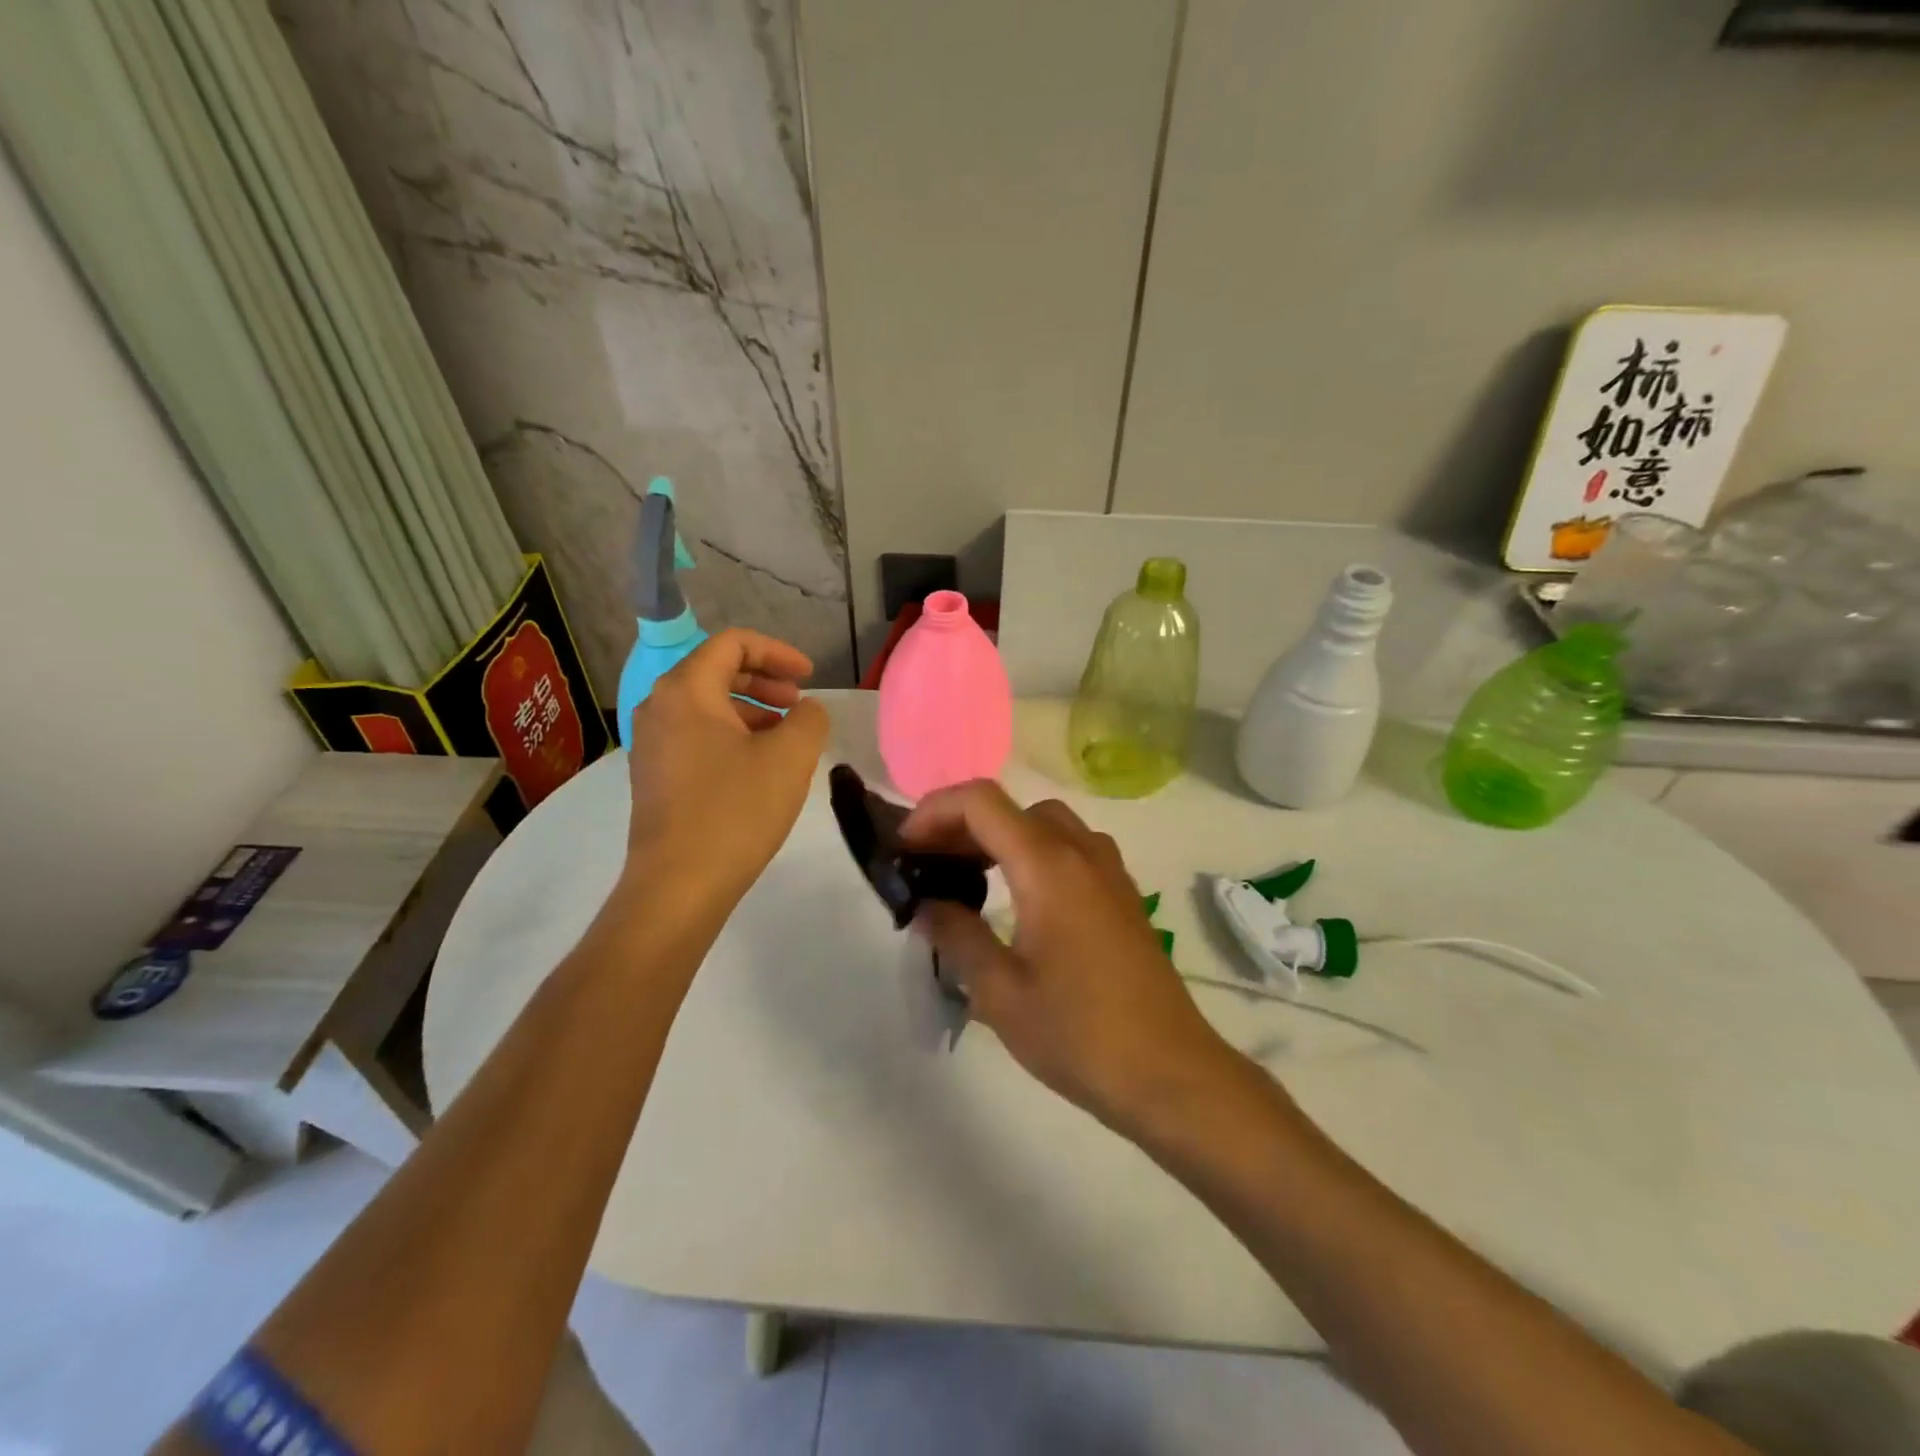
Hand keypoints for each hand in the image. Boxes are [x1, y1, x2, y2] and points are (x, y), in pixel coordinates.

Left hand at [624, 629, 829, 904]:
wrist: (678, 885)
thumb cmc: (735, 810)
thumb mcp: (790, 757)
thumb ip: (809, 718)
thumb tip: (806, 711)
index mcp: (686, 690)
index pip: (732, 644)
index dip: (778, 652)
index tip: (810, 677)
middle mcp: (659, 707)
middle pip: (716, 671)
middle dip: (765, 680)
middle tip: (799, 703)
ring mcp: (651, 744)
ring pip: (707, 706)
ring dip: (751, 711)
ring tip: (786, 739)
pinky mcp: (655, 777)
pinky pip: (697, 736)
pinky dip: (732, 736)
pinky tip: (759, 767)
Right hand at [900, 781, 1233, 1130]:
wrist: (1170, 1074)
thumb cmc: (1079, 1034)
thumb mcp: (1000, 992)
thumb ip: (957, 936)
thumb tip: (927, 906)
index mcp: (1048, 866)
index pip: (981, 803)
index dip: (934, 811)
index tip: (905, 848)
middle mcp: (1082, 852)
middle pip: (1013, 808)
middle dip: (962, 824)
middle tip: (929, 865)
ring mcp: (1109, 872)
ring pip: (1045, 824)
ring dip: (1001, 836)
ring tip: (967, 878)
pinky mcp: (1123, 895)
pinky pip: (1071, 848)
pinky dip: (1033, 852)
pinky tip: (1019, 900)